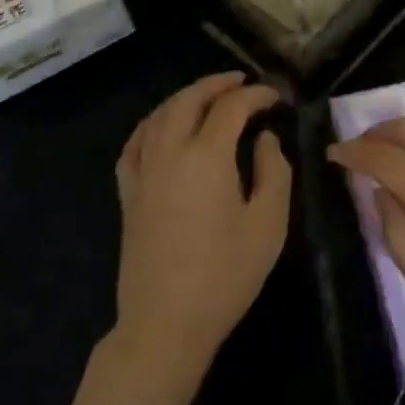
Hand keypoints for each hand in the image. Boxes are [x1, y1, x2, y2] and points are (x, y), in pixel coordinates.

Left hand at [112, 72, 291, 392]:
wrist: (166, 322)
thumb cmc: (225, 275)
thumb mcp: (268, 224)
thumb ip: (273, 171)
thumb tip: (264, 138)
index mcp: (207, 156)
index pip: (231, 107)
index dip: (255, 95)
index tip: (275, 97)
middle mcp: (170, 152)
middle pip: (189, 100)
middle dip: (216, 84)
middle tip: (241, 81)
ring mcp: (143, 171)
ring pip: (159, 115)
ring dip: (184, 97)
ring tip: (206, 96)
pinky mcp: (128, 193)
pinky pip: (135, 143)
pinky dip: (152, 124)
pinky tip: (161, 127)